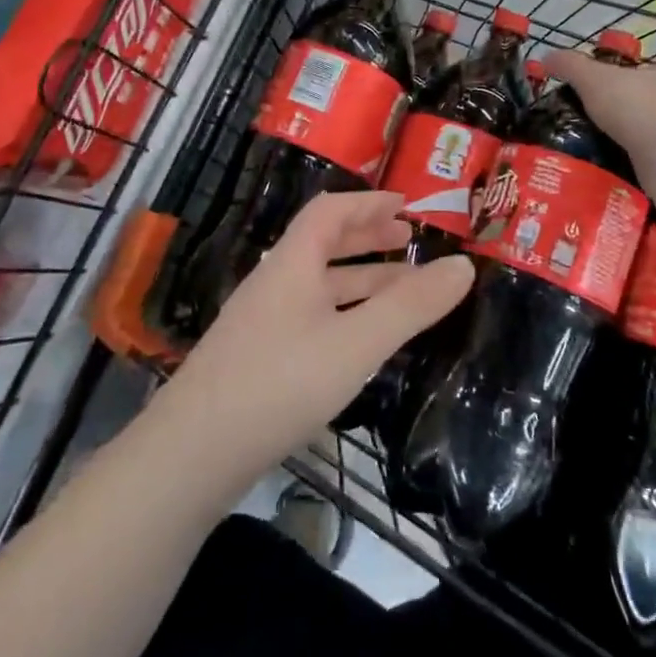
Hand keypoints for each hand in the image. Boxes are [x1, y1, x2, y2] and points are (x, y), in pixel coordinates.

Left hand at [149, 191, 473, 492]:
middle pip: (323, 244)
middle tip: (409, 241)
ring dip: (360, 279)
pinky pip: (310, 316)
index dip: (368, 202)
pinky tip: (361, 340)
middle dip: (368, 238)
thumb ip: (410, 306)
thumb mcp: (356, 342)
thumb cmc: (280, 383)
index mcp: (292, 263)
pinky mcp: (257, 358)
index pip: (330, 211)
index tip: (405, 204)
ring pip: (319, 285)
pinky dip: (344, 312)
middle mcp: (274, 282)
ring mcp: (262, 322)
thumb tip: (462, 265)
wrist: (192, 454)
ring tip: (403, 289)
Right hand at [546, 48, 655, 155]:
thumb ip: (569, 65)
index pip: (632, 73)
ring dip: (624, 141)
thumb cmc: (633, 106)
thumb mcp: (591, 79)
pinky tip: (612, 170)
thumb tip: (546, 56)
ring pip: (646, 133)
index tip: (587, 96)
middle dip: (616, 114)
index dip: (609, 81)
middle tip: (585, 127)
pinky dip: (631, 163)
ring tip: (594, 151)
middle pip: (639, 103)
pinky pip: (649, 160)